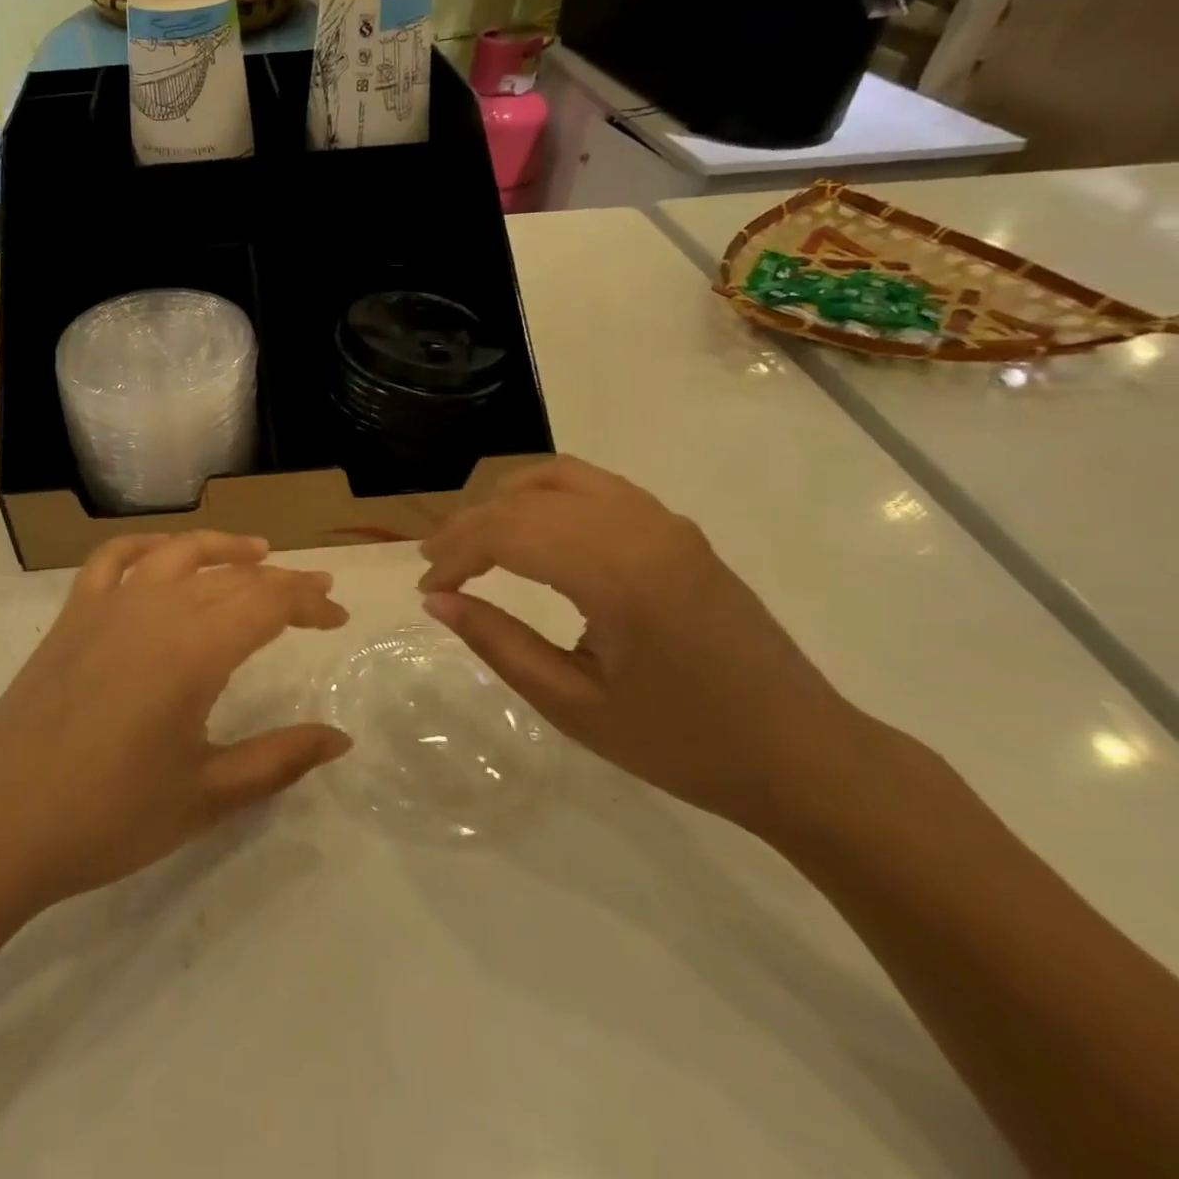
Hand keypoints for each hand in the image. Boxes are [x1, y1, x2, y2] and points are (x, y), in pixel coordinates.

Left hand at [0, 532, 351, 909]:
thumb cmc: (107, 816)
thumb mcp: (205, 795)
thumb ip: (279, 760)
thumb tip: (341, 740)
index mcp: (192, 650)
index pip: (267, 604)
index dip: (309, 604)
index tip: (338, 617)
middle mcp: (154, 610)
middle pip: (231, 577)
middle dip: (281, 581)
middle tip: (315, 593)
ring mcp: (106, 606)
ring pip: (176, 553)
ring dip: (222, 548)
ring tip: (257, 553)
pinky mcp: (71, 616)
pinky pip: (113, 560)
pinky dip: (147, 546)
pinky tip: (163, 555)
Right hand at [418, 456, 881, 834]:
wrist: (804, 756)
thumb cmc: (685, 744)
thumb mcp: (574, 706)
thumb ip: (499, 644)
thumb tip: (438, 600)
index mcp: (618, 574)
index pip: (508, 532)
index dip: (455, 553)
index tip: (427, 588)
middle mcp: (641, 528)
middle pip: (527, 500)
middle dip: (470, 527)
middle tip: (437, 566)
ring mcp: (665, 522)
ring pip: (560, 477)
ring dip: (506, 501)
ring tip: (475, 541)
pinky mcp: (678, 530)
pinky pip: (596, 487)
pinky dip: (547, 498)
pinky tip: (533, 534)